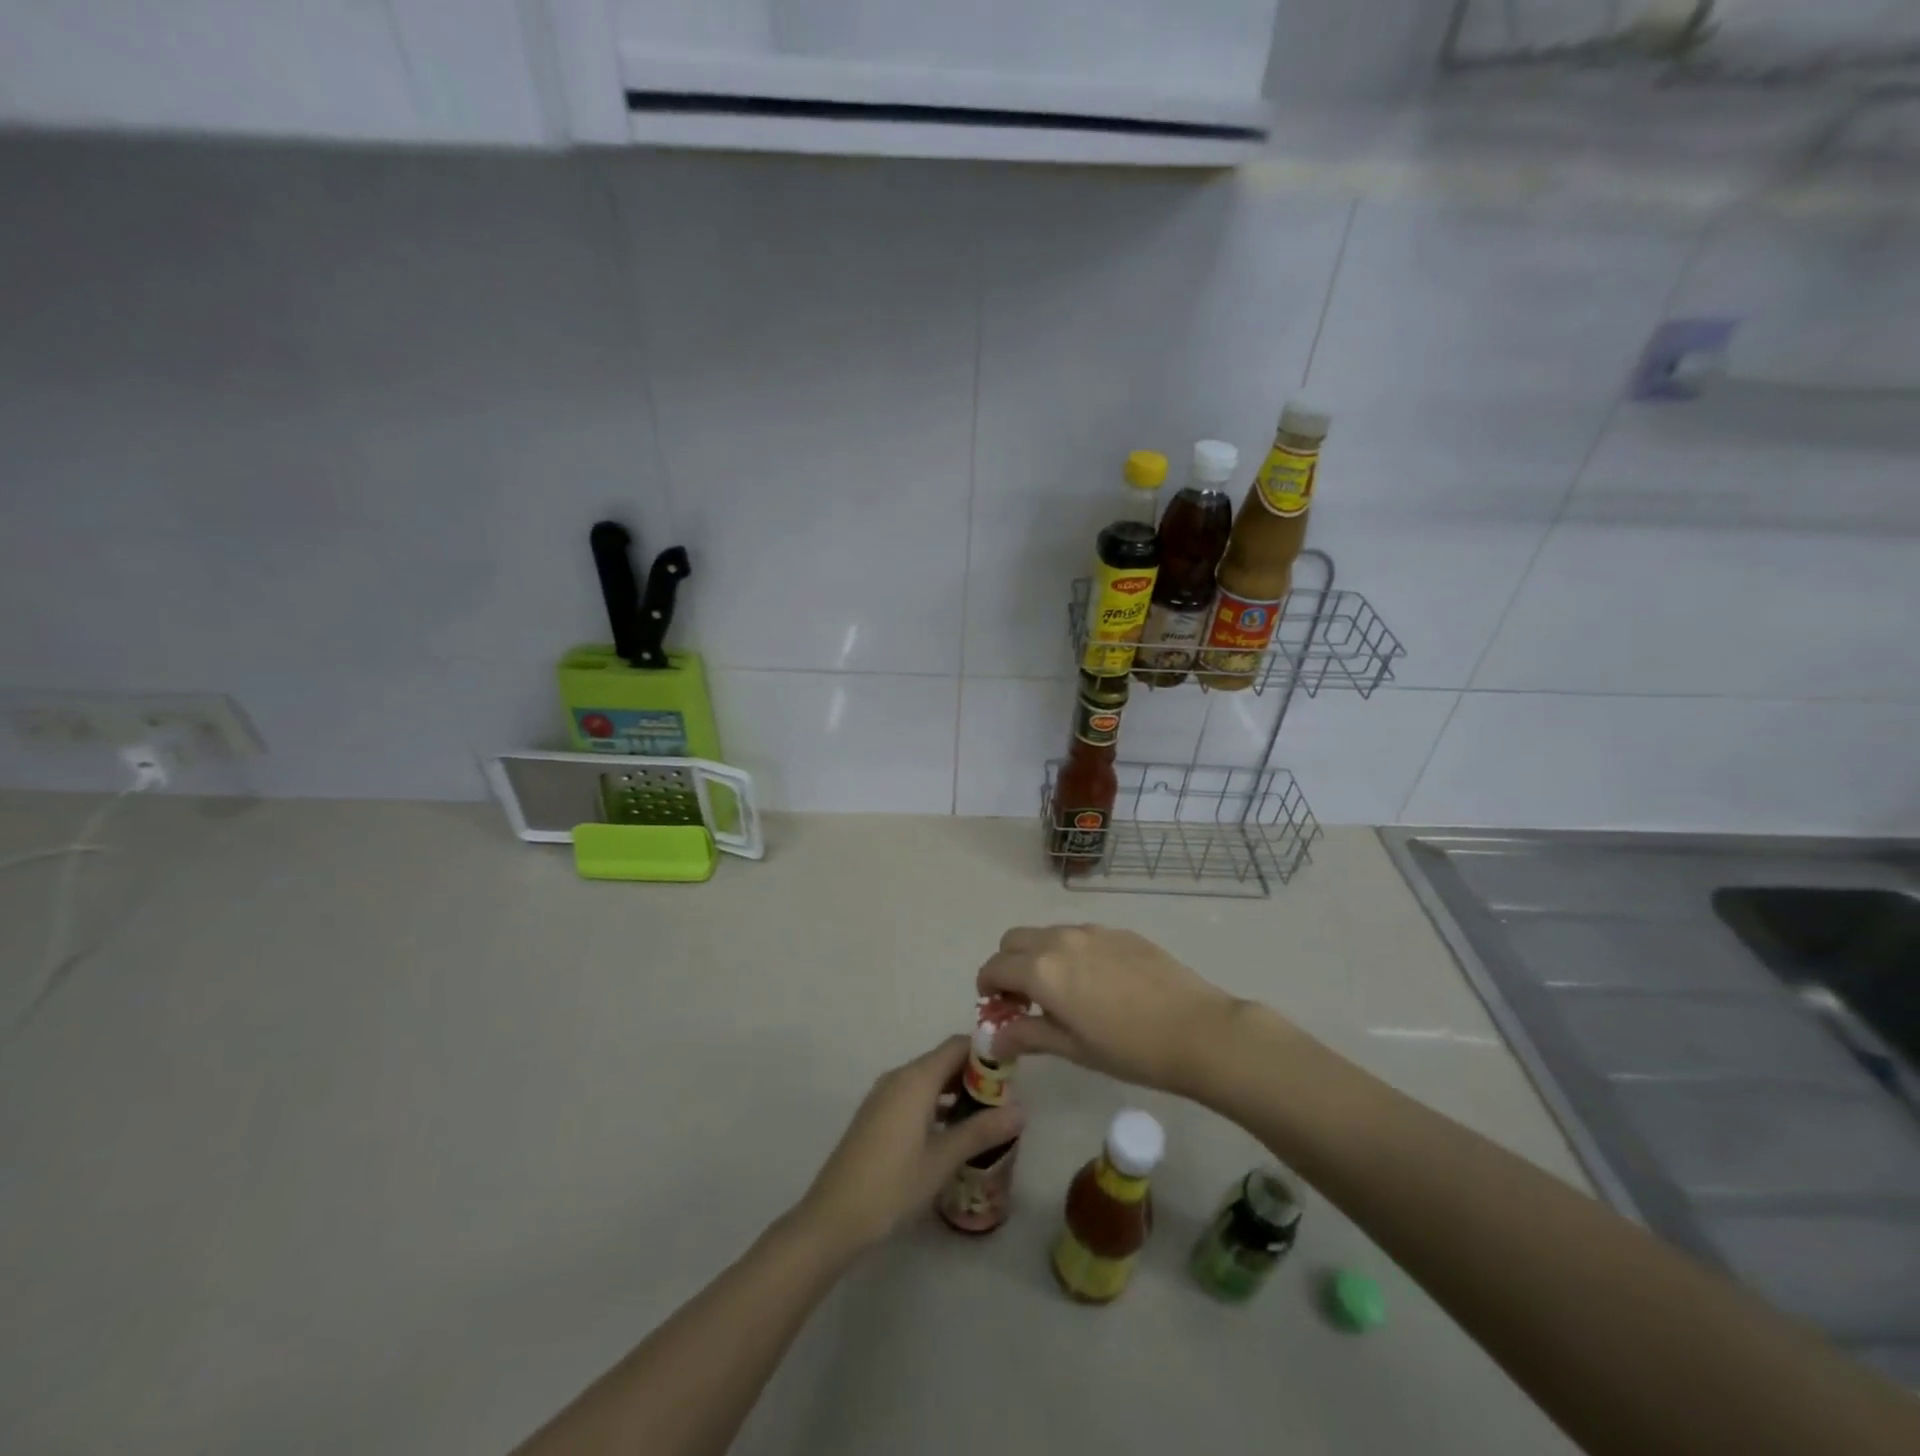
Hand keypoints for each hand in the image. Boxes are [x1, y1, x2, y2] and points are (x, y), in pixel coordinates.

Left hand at [793, 1037, 1024, 1256]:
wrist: (833, 1217)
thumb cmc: (892, 1184)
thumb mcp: (942, 1159)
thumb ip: (981, 1131)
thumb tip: (1021, 1110)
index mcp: (916, 1078)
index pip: (958, 1046)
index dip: (986, 1053)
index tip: (1011, 1074)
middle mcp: (899, 1077)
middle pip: (943, 1060)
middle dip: (974, 1074)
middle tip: (1004, 1100)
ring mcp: (884, 1095)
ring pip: (928, 1078)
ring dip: (956, 1090)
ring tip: (985, 1116)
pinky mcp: (876, 1114)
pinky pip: (914, 1095)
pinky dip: (936, 1103)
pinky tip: (952, 1131)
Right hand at [977, 924, 1241, 1097]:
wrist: (1198, 1030)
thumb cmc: (1129, 1049)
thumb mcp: (1072, 1048)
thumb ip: (1027, 1034)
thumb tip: (994, 1036)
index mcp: (1042, 969)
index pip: (995, 966)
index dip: (987, 986)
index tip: (996, 1007)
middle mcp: (1061, 940)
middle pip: (1014, 940)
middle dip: (1008, 965)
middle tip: (1024, 998)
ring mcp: (1093, 931)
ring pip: (1047, 933)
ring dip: (1038, 955)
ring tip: (1061, 991)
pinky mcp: (1119, 931)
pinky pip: (1079, 934)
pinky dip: (1070, 952)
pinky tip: (1097, 983)